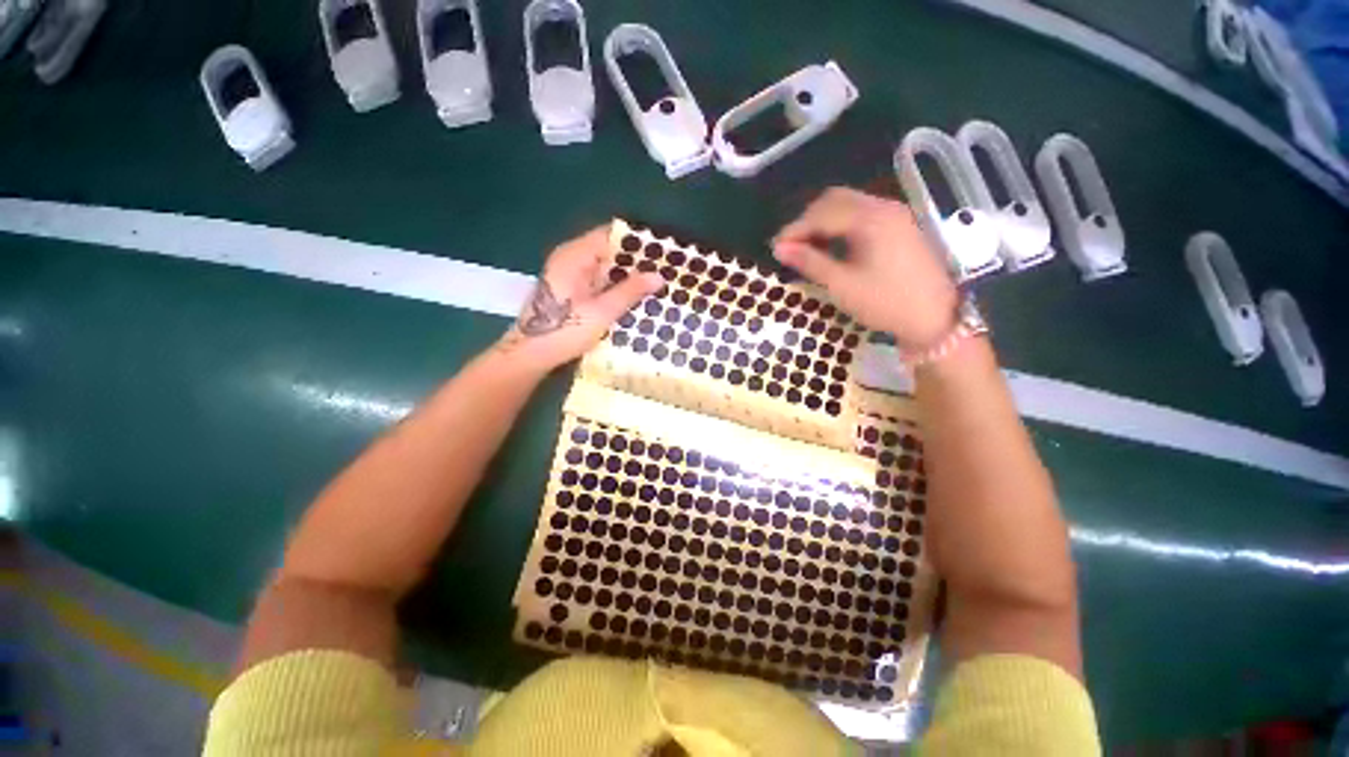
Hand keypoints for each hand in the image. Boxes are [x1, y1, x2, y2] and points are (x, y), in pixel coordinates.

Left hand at [498, 226, 663, 372]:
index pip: (611, 235)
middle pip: (608, 250)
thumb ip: (630, 291)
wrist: (530, 355)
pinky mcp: (570, 290)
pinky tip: (634, 297)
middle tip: (664, 270)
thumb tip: (659, 276)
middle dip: (635, 261)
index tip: (661, 251)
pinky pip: (598, 280)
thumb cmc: (564, 330)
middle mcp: (571, 258)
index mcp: (575, 255)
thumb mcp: (602, 312)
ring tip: (655, 283)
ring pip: (604, 267)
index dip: (636, 241)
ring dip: (627, 275)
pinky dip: (615, 286)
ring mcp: (569, 274)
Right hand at [772, 187, 959, 350]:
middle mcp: (884, 207)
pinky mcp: (900, 225)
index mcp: (870, 220)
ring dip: (823, 220)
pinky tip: (832, 245)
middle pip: (835, 199)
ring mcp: (895, 214)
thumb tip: (779, 249)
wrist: (935, 318)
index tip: (775, 248)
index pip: (821, 213)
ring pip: (849, 204)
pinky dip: (841, 223)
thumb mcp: (842, 285)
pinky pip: (862, 213)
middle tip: (790, 246)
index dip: (794, 229)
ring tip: (807, 247)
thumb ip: (810, 262)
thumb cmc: (885, 303)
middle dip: (807, 219)